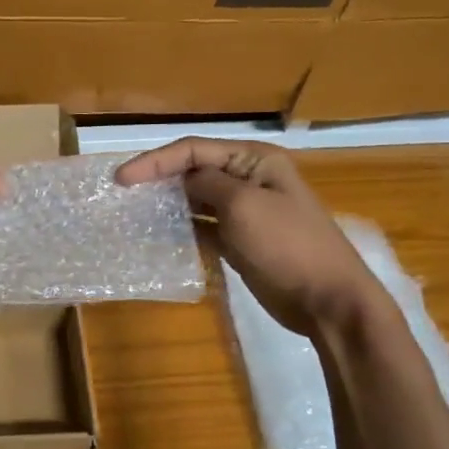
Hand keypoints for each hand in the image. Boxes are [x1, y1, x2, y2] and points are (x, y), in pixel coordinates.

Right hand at [115, 138, 382, 335]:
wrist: (327, 299)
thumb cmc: (287, 245)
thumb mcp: (243, 206)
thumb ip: (207, 184)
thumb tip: (182, 179)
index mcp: (255, 160)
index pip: (195, 149)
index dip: (155, 161)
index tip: (121, 180)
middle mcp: (249, 178)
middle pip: (194, 170)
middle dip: (159, 177)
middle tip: (122, 192)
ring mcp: (245, 211)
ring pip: (196, 198)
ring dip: (168, 202)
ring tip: (133, 210)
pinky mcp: (240, 240)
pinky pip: (203, 225)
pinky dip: (182, 227)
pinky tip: (159, 234)